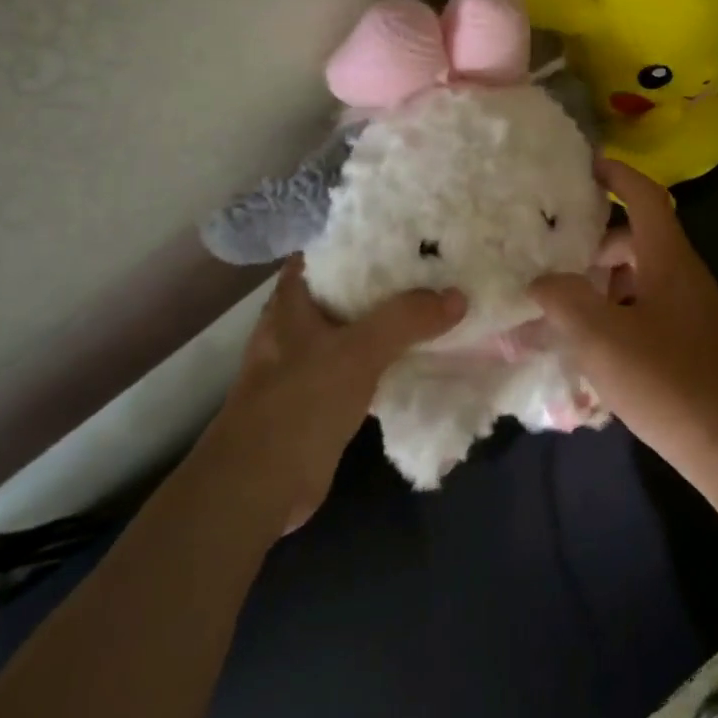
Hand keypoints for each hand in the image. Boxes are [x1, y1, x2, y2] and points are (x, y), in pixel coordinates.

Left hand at [215, 258, 464, 530]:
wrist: (260, 486)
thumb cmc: (299, 403)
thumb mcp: (357, 351)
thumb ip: (405, 319)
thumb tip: (458, 296)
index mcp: (292, 302)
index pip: (324, 252)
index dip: (359, 238)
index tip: (403, 231)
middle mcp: (297, 325)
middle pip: (346, 290)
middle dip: (386, 279)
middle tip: (435, 264)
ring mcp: (309, 363)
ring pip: (358, 329)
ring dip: (391, 321)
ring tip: (438, 302)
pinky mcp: (324, 397)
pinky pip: (364, 365)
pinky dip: (390, 358)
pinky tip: (423, 354)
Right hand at [529, 159, 717, 465]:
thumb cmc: (667, 380)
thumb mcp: (600, 337)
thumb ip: (563, 299)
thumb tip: (541, 281)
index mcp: (668, 259)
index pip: (645, 196)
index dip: (616, 174)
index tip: (584, 165)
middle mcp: (683, 275)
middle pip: (637, 239)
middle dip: (594, 242)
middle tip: (552, 253)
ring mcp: (690, 310)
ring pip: (639, 277)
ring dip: (602, 282)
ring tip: (561, 303)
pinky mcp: (690, 342)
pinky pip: (646, 309)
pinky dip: (616, 312)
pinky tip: (590, 343)